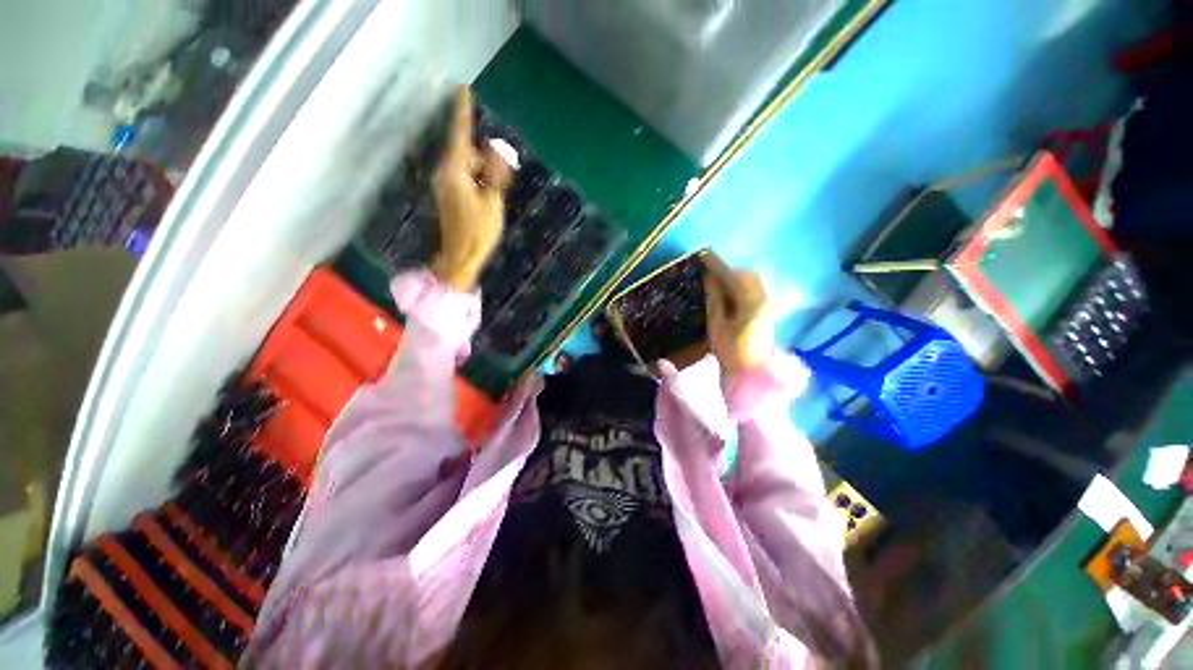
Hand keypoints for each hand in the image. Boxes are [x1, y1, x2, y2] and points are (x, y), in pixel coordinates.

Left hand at [431, 87, 513, 290]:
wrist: (461, 257)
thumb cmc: (478, 231)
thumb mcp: (492, 201)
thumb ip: (493, 173)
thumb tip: (496, 150)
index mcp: (455, 172)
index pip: (460, 135)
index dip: (463, 113)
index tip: (462, 89)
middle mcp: (445, 174)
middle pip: (466, 153)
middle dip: (484, 160)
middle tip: (501, 180)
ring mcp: (445, 186)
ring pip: (467, 167)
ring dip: (483, 174)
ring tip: (494, 198)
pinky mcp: (449, 196)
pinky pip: (465, 180)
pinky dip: (478, 183)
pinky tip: (486, 201)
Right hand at [703, 254, 774, 374]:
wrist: (752, 372)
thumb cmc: (731, 352)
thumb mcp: (717, 327)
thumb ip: (715, 300)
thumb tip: (710, 279)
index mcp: (751, 304)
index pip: (734, 277)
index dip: (718, 266)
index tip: (704, 257)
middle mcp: (764, 299)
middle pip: (746, 275)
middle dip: (727, 270)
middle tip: (709, 270)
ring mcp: (768, 304)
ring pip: (752, 281)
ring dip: (735, 277)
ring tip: (717, 279)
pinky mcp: (768, 309)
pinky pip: (754, 289)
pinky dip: (741, 285)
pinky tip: (729, 291)